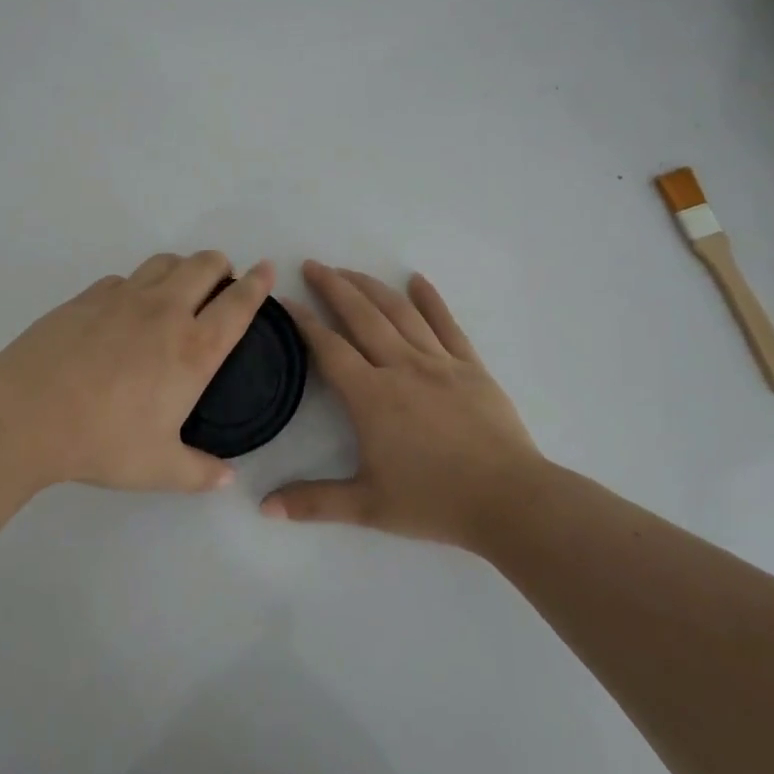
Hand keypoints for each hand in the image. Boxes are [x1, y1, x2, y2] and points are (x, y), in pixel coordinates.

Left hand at [0, 251, 272, 493]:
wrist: (27, 414)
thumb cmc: (103, 441)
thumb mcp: (158, 468)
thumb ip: (199, 472)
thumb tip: (227, 479)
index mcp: (194, 349)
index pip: (239, 303)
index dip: (258, 282)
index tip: (267, 269)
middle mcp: (166, 312)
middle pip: (205, 265)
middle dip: (221, 265)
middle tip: (220, 282)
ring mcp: (124, 298)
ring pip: (165, 262)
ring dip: (181, 267)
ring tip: (178, 288)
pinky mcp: (88, 296)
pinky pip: (124, 278)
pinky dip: (138, 285)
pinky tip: (126, 309)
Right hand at [263, 262, 546, 547]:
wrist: (509, 499)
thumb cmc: (434, 501)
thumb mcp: (367, 507)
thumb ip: (313, 503)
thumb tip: (264, 508)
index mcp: (371, 396)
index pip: (329, 348)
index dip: (304, 323)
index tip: (285, 302)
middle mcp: (401, 366)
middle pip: (361, 315)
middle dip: (333, 287)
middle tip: (312, 266)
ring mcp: (439, 361)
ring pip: (399, 312)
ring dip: (371, 286)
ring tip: (350, 271)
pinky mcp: (471, 365)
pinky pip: (446, 323)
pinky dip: (430, 298)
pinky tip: (417, 280)